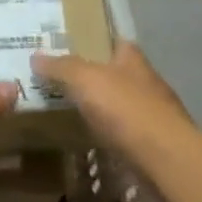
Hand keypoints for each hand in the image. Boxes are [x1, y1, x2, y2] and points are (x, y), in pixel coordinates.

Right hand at [30, 43, 194, 163]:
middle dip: (95, 78)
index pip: (115, 42)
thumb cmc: (126, 110)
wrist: (165, 160)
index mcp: (133, 61)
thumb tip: (36, 56)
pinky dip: (109, 136)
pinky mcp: (152, 146)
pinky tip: (91, 142)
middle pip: (118, 74)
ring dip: (102, 110)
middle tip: (61, 83)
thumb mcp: (85, 80)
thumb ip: (61, 67)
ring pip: (122, 106)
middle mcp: (147, 83)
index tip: (70, 47)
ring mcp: (153, 116)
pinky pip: (124, 135)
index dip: (95, 42)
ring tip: (70, 113)